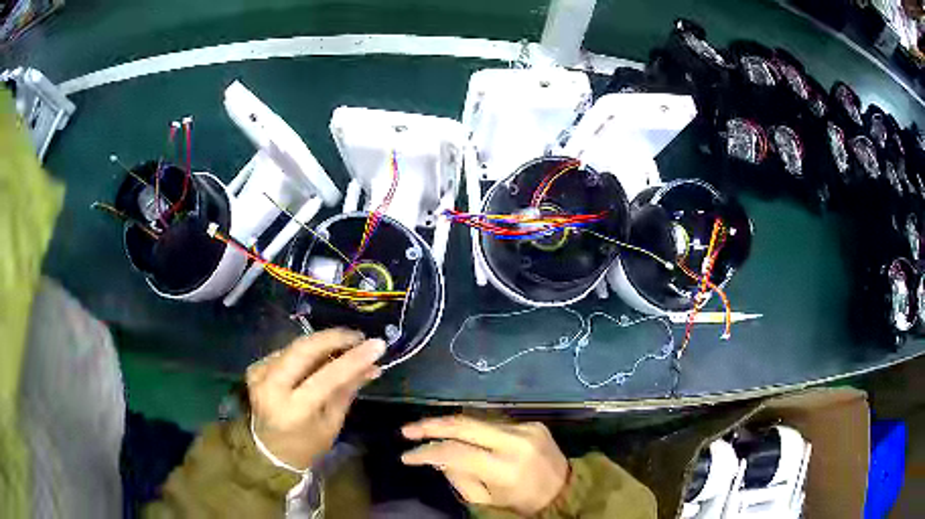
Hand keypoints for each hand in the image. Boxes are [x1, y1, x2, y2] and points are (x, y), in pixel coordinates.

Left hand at [247, 329, 385, 469]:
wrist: (269, 452)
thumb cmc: (307, 446)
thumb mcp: (332, 423)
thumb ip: (347, 390)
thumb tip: (372, 365)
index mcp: (294, 410)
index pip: (327, 377)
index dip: (353, 359)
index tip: (377, 345)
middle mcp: (271, 388)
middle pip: (303, 349)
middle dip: (334, 338)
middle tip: (359, 336)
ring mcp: (259, 375)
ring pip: (295, 347)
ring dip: (322, 343)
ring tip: (345, 345)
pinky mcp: (255, 368)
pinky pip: (286, 352)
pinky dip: (306, 352)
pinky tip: (320, 357)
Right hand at [401, 415, 569, 515]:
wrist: (565, 489)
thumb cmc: (522, 502)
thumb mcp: (488, 500)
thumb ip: (460, 479)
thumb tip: (436, 457)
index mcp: (505, 468)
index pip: (456, 452)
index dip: (427, 452)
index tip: (406, 455)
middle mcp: (516, 441)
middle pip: (465, 424)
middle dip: (431, 425)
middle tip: (407, 430)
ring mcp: (526, 428)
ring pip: (477, 420)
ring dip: (450, 424)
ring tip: (426, 430)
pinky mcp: (533, 422)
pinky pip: (494, 422)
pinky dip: (473, 428)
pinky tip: (460, 434)